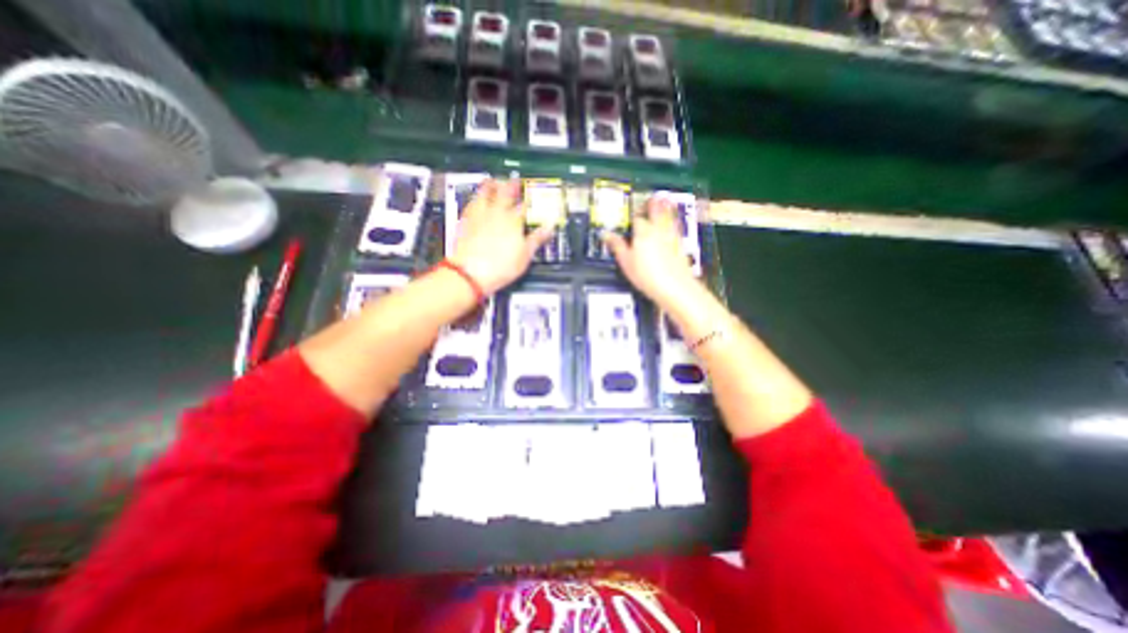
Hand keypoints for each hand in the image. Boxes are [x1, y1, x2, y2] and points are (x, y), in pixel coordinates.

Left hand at [450, 178, 554, 296]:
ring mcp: (480, 216)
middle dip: (512, 186)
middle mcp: (497, 214)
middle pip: (505, 193)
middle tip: (515, 180)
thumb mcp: (524, 255)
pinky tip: (476, 198)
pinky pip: (471, 203)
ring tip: (494, 181)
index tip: (535, 200)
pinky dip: (476, 197)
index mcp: (513, 221)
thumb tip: (549, 228)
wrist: (470, 273)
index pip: (525, 207)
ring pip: (485, 193)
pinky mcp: (466, 221)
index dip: (532, 202)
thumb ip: (537, 239)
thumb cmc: (500, 267)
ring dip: (491, 185)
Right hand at [604, 195, 701, 308]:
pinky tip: (675, 222)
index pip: (637, 218)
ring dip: (666, 207)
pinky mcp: (680, 245)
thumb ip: (617, 246)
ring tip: (665, 200)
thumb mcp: (626, 262)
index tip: (631, 214)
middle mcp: (658, 230)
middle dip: (653, 204)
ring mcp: (672, 236)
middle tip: (652, 197)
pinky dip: (675, 221)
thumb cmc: (648, 276)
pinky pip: (677, 227)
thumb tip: (606, 235)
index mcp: (643, 232)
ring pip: (669, 217)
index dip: (633, 216)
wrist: (674, 287)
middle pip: (656, 212)